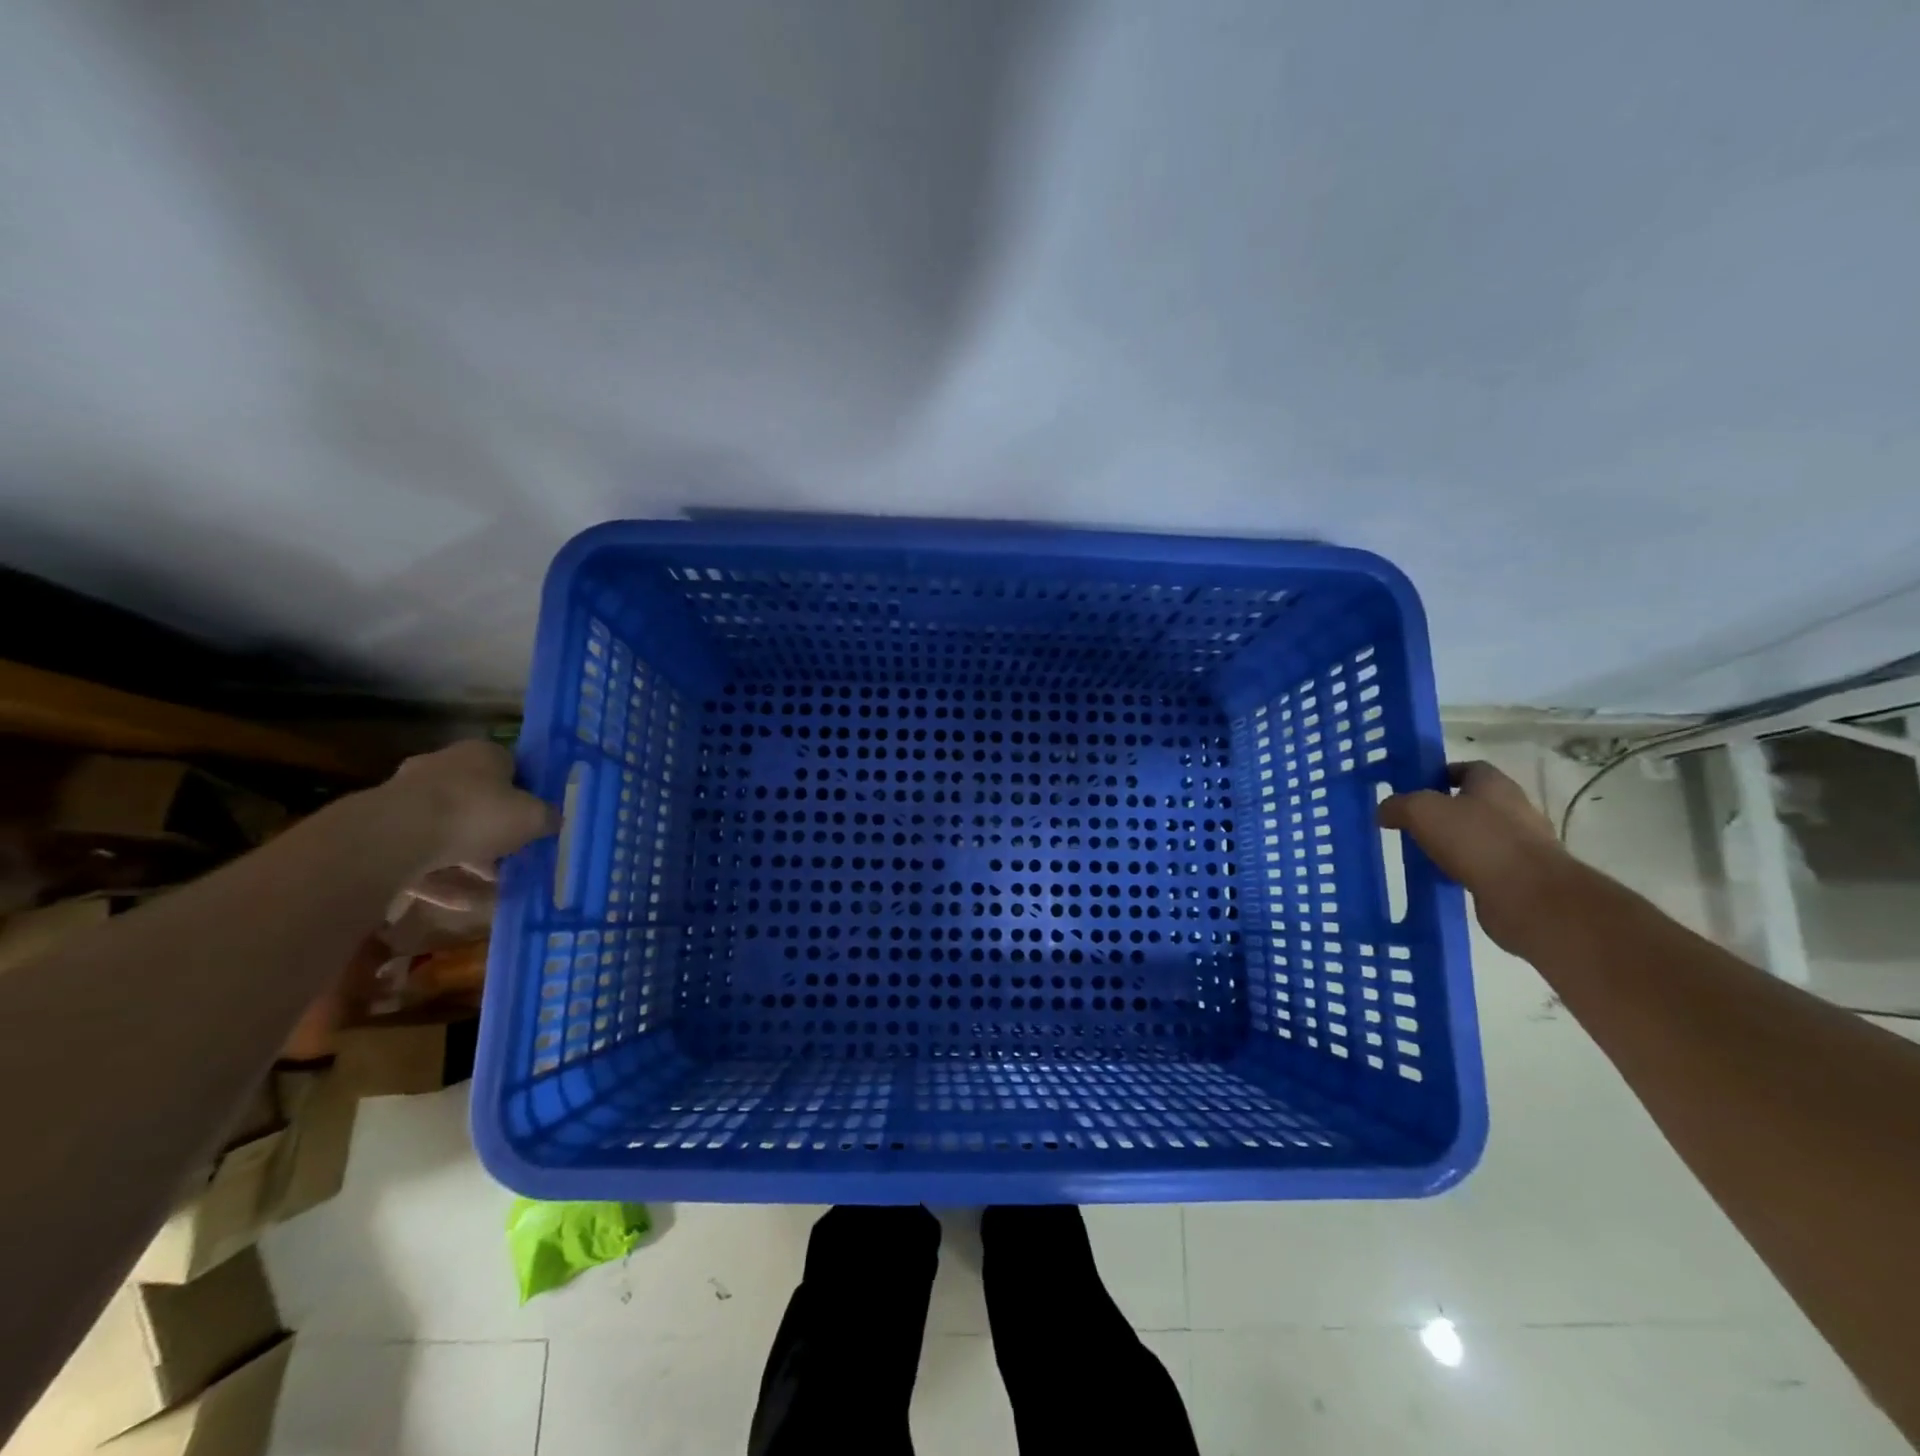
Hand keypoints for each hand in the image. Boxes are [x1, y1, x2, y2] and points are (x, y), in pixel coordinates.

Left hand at [377, 740, 558, 879]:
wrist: (394, 838)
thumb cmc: (476, 814)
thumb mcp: (532, 817)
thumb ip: (547, 817)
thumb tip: (554, 820)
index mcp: (481, 754)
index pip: (512, 767)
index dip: (528, 793)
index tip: (539, 818)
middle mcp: (442, 768)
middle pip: (479, 799)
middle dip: (497, 828)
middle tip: (518, 853)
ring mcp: (408, 800)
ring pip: (449, 830)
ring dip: (471, 857)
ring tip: (493, 885)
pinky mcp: (385, 832)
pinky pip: (423, 857)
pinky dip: (443, 879)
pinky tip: (463, 904)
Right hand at [1378, 760, 1579, 951]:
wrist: (1529, 897)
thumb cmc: (1476, 840)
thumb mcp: (1421, 812)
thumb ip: (1398, 805)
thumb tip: (1384, 810)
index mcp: (1495, 785)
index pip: (1468, 768)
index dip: (1441, 774)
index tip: (1414, 789)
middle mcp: (1514, 809)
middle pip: (1474, 803)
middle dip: (1445, 811)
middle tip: (1412, 822)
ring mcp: (1522, 844)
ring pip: (1478, 836)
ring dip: (1454, 843)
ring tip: (1422, 852)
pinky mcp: (1521, 876)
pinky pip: (1484, 866)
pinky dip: (1464, 869)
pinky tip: (1441, 878)